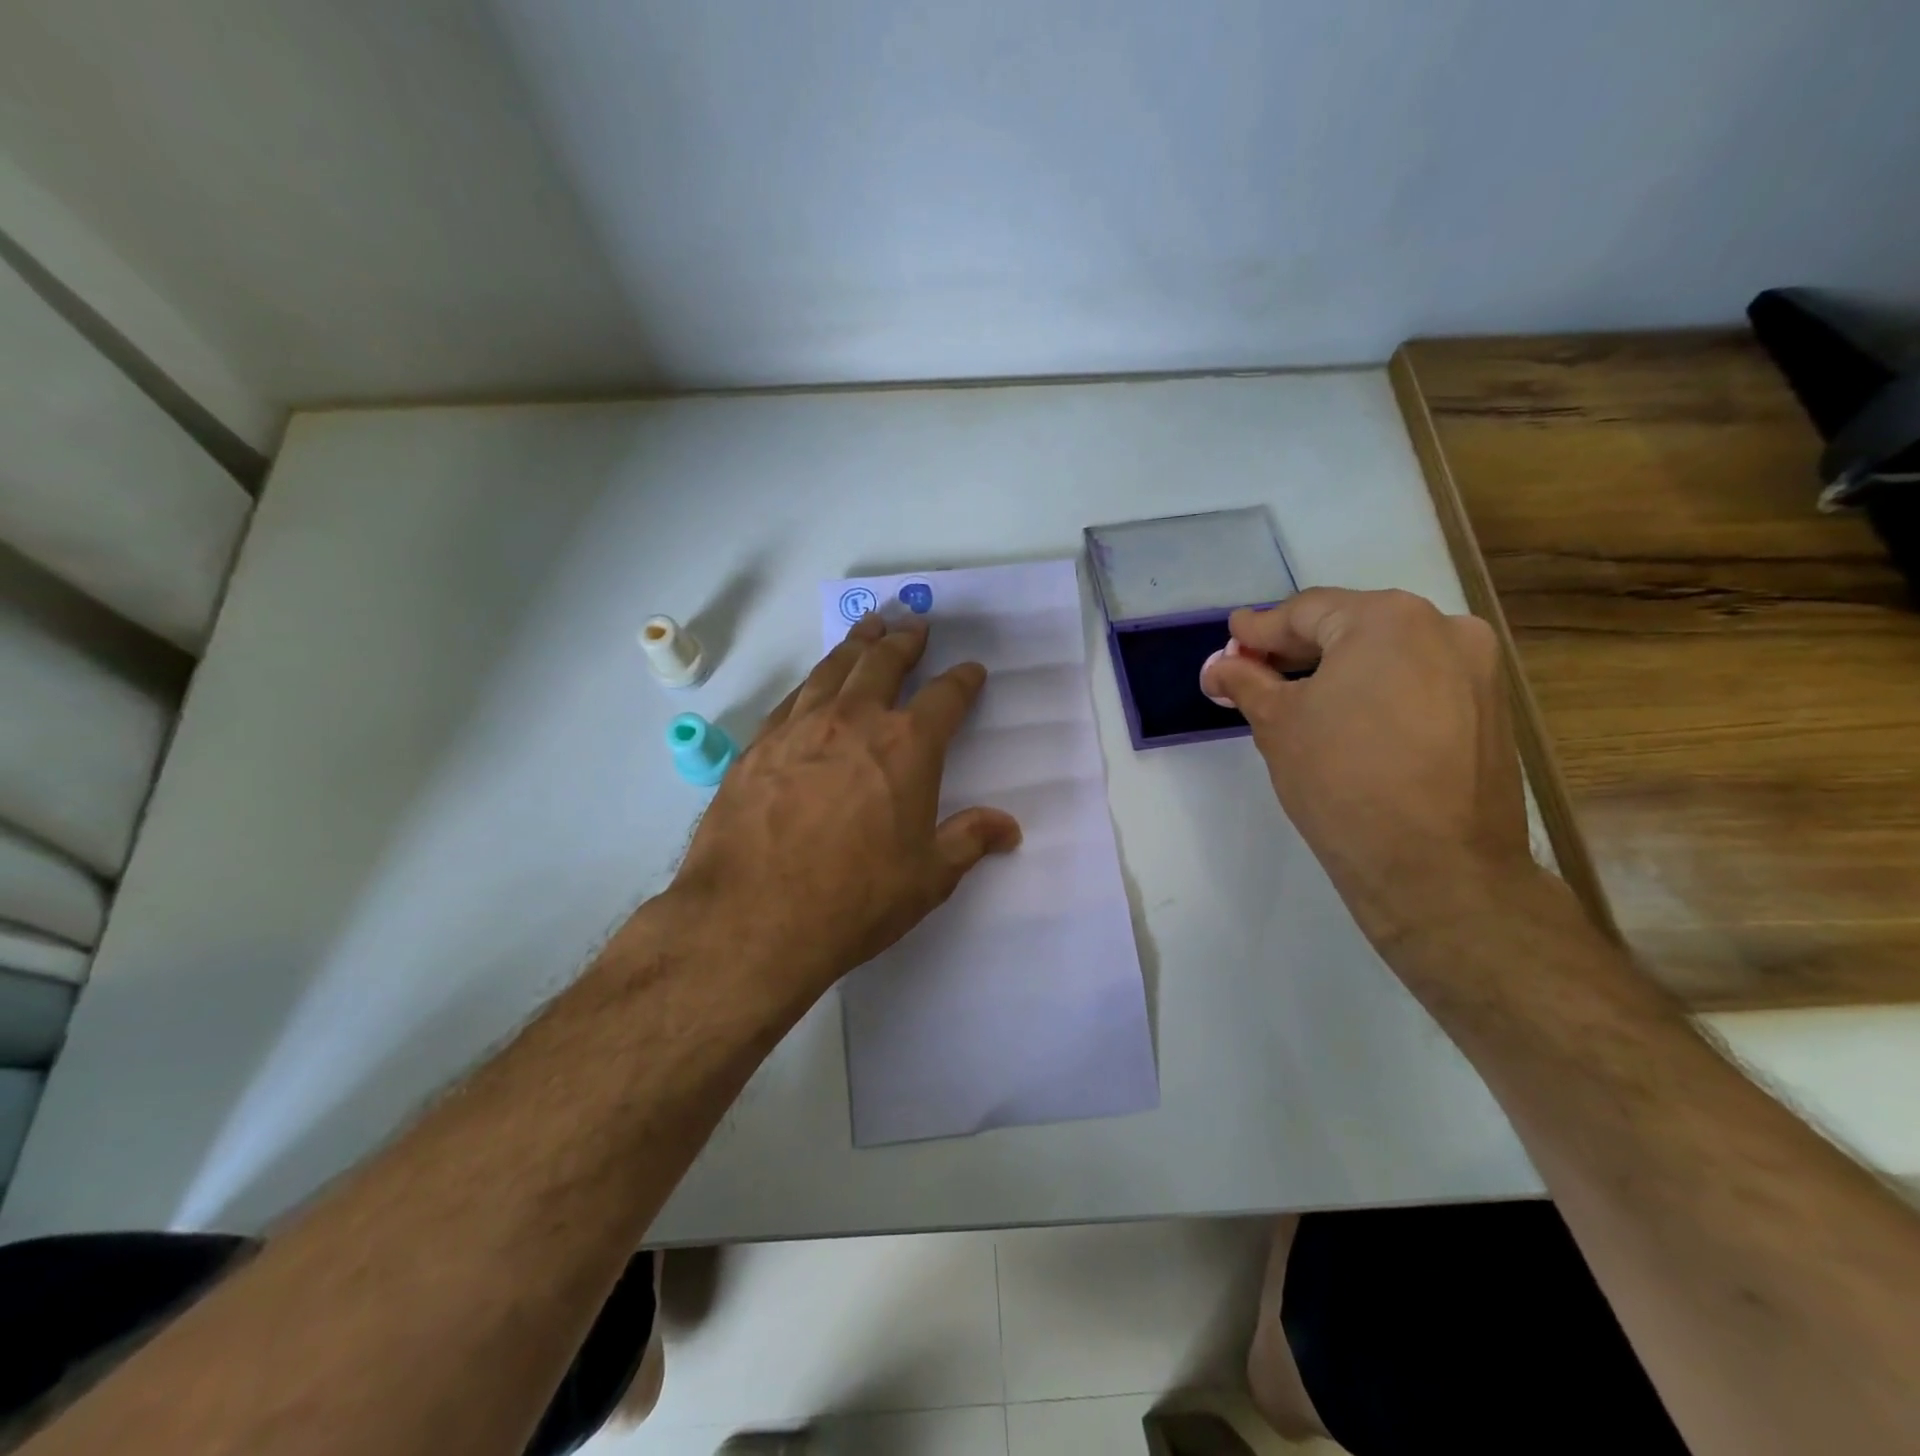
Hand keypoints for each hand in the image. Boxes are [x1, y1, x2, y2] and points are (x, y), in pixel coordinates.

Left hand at [669, 614, 1021, 1000]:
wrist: (752, 918)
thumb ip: (968, 841)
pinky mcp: (757, 747)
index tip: (971, 670)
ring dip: (855, 645)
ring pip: (833, 670)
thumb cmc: (855, 899)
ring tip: (867, 628)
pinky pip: (791, 699)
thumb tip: (1008, 826)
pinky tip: (812, 684)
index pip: (945, 698)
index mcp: (906, 746)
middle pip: (882, 663)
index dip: (962, 680)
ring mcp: (798, 728)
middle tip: (913, 624)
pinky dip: (811, 682)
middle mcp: (853, 721)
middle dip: (904, 641)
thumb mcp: (927, 878)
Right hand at [1200, 588, 1537, 948]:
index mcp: (1387, 619)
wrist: (1437, 867)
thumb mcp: (1277, 724)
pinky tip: (1345, 721)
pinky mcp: (1490, 708)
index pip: (1305, 612)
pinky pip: (1418, 682)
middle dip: (1296, 651)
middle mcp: (1442, 627)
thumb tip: (1219, 667)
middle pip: (1350, 627)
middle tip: (1252, 673)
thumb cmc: (1342, 780)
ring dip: (1337, 671)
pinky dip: (1376, 691)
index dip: (1259, 630)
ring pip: (1387, 655)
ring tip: (1295, 701)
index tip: (1230, 641)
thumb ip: (1246, 682)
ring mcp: (1476, 668)